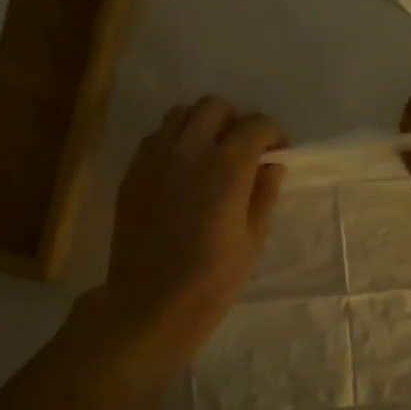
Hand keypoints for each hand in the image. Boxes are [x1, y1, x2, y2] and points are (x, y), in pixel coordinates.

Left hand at [91, 96, 284, 369]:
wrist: (151, 302)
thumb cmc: (212, 279)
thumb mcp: (252, 240)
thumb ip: (264, 194)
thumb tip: (272, 166)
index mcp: (227, 167)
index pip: (256, 125)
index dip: (273, 134)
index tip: (278, 153)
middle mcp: (189, 151)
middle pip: (214, 107)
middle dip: (235, 120)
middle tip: (243, 147)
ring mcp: (155, 158)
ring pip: (180, 114)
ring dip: (202, 124)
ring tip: (210, 152)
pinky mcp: (133, 172)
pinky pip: (155, 137)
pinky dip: (174, 141)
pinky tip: (181, 170)